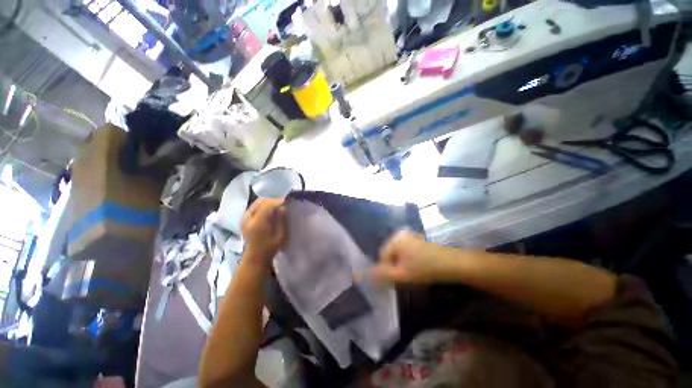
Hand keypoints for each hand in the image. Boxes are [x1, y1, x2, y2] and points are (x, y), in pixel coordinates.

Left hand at [241, 198, 286, 265]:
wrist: (255, 256)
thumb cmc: (270, 247)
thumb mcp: (280, 235)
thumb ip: (281, 220)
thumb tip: (283, 207)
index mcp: (257, 223)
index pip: (267, 205)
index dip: (278, 201)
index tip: (288, 201)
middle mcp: (248, 218)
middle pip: (261, 201)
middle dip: (273, 200)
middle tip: (283, 203)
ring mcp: (244, 217)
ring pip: (258, 202)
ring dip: (269, 201)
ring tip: (277, 206)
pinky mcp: (244, 217)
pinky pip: (255, 205)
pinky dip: (264, 204)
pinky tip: (270, 210)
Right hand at [365, 230, 447, 284]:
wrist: (452, 264)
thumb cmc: (424, 269)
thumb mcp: (401, 274)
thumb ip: (381, 274)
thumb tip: (360, 275)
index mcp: (394, 239)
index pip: (382, 257)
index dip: (389, 270)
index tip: (400, 278)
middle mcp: (399, 233)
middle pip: (390, 253)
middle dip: (395, 265)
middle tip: (407, 275)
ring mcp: (409, 235)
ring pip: (398, 252)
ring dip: (402, 262)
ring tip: (414, 271)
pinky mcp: (417, 238)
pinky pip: (406, 249)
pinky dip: (409, 258)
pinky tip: (419, 265)